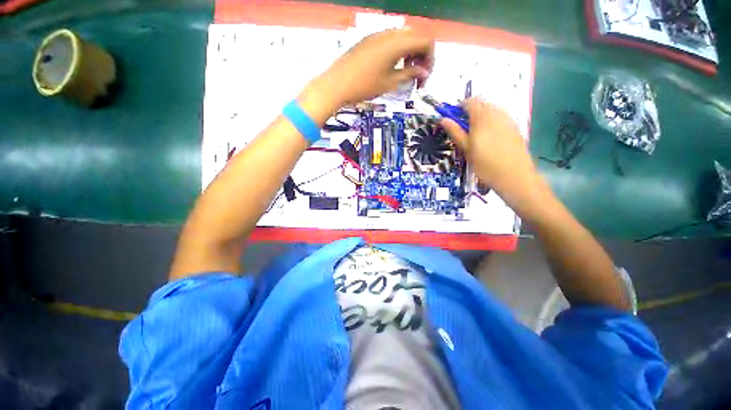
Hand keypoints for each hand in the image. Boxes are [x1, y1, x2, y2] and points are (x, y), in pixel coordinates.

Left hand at [309, 28, 434, 106]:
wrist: (337, 84)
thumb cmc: (365, 86)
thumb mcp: (390, 83)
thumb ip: (409, 74)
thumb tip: (424, 72)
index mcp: (397, 43)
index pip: (425, 42)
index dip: (430, 59)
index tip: (425, 77)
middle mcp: (389, 33)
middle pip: (415, 37)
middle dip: (421, 55)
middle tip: (417, 75)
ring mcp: (378, 35)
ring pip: (403, 37)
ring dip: (409, 53)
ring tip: (405, 73)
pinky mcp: (369, 40)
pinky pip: (390, 40)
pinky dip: (398, 51)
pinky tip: (392, 67)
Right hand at [440, 98, 538, 196]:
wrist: (514, 176)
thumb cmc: (485, 164)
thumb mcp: (466, 149)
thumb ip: (455, 132)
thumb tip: (443, 120)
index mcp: (482, 117)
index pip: (470, 101)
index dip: (459, 107)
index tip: (452, 119)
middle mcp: (497, 113)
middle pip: (481, 104)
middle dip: (469, 112)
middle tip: (462, 130)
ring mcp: (508, 119)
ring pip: (491, 110)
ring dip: (480, 117)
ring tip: (475, 135)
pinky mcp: (515, 127)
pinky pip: (500, 117)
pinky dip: (491, 122)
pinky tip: (489, 138)